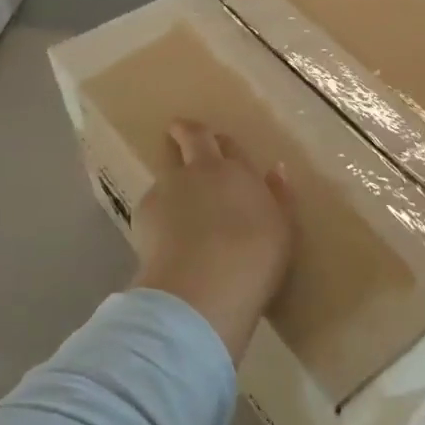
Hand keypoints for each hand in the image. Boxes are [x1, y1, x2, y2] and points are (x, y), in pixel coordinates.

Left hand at [132, 121, 294, 363]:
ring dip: (173, 179)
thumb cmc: (254, 258)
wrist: (199, 291)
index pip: (227, 144)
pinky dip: (160, 212)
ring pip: (167, 172)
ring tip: (179, 204)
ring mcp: (166, 191)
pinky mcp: (142, 217)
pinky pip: (153, 204)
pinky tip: (168, 235)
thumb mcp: (283, 229)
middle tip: (181, 132)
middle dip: (185, 132)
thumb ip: (279, 196)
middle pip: (189, 138)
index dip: (223, 144)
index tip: (220, 145)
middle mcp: (199, 171)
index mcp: (236, 170)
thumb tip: (276, 169)